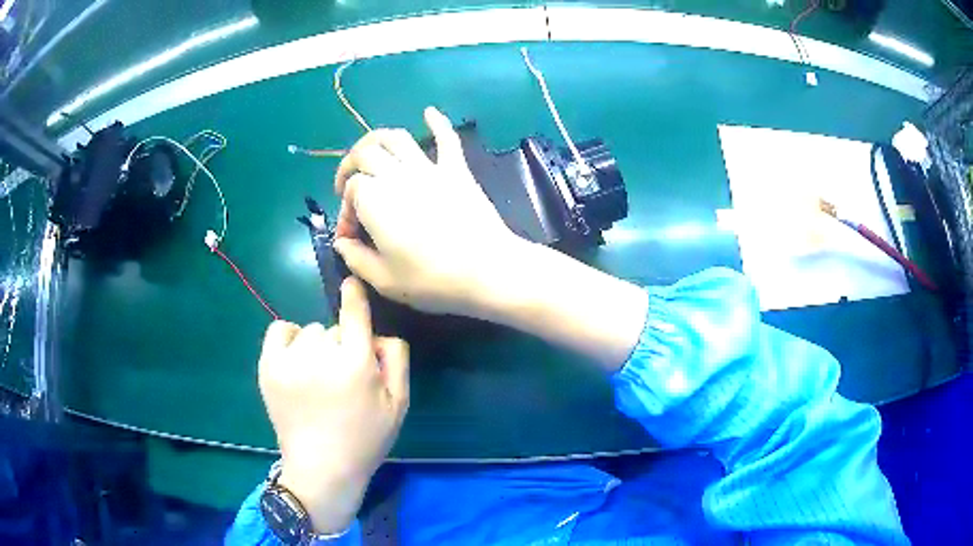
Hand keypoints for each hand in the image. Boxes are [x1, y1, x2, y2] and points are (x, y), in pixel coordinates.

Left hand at [258, 278, 408, 533]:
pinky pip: (279, 330)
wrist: (322, 467)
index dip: (354, 296)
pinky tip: (296, 359)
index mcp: (356, 365)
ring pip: (309, 332)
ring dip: (317, 346)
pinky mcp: (268, 367)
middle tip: (342, 376)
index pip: (354, 314)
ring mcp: (289, 361)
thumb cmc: (365, 439)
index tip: (352, 285)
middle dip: (343, 345)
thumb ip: (396, 360)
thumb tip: (379, 333)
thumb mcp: (399, 404)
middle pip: (334, 329)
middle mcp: (321, 356)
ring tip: (318, 376)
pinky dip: (289, 338)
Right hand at [332, 106, 522, 317]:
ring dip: (376, 139)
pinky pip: (447, 139)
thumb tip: (342, 244)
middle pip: (365, 153)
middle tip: (348, 185)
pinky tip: (429, 111)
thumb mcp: (384, 280)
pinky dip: (437, 122)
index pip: (350, 191)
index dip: (345, 211)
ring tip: (370, 152)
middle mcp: (397, 174)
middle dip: (350, 166)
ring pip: (396, 138)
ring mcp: (429, 168)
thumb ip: (356, 259)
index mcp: (374, 199)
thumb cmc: (432, 280)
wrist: (487, 270)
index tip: (350, 238)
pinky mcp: (456, 170)